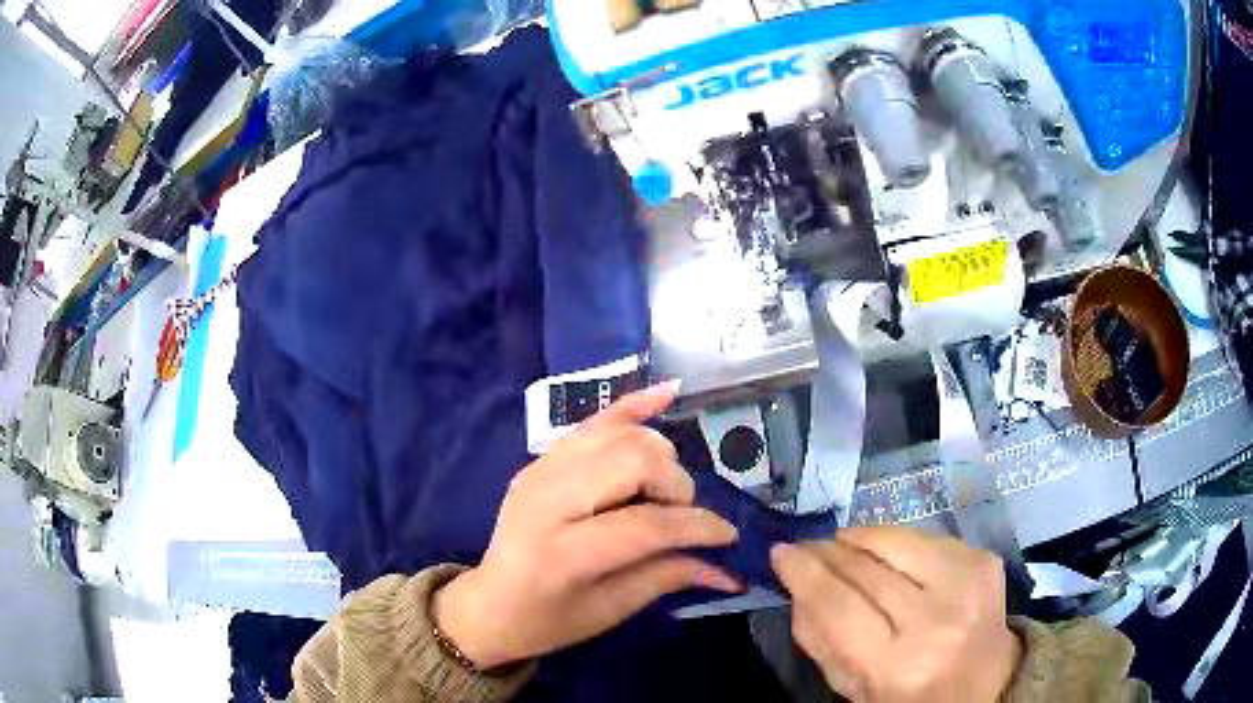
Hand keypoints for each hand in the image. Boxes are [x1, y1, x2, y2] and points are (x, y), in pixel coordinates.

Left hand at [433, 382, 741, 669]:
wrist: (490, 603)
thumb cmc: (548, 620)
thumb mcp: (609, 611)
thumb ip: (668, 577)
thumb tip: (728, 567)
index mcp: (561, 552)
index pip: (646, 525)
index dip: (697, 526)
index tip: (728, 535)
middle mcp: (546, 499)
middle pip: (634, 460)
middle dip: (674, 484)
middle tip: (680, 513)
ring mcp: (539, 470)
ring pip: (620, 433)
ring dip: (657, 454)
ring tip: (662, 490)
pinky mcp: (541, 458)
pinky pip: (594, 420)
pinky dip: (633, 406)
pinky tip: (668, 392)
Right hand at [771, 527, 1021, 702]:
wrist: (985, 684)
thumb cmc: (910, 696)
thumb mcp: (853, 688)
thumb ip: (820, 639)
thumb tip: (798, 583)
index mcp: (897, 666)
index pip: (838, 606)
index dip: (804, 573)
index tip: (780, 552)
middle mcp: (936, 620)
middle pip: (866, 568)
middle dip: (828, 552)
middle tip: (807, 547)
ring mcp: (967, 584)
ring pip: (897, 540)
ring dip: (861, 538)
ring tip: (843, 543)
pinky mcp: (985, 560)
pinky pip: (927, 538)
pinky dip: (898, 544)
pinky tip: (890, 557)